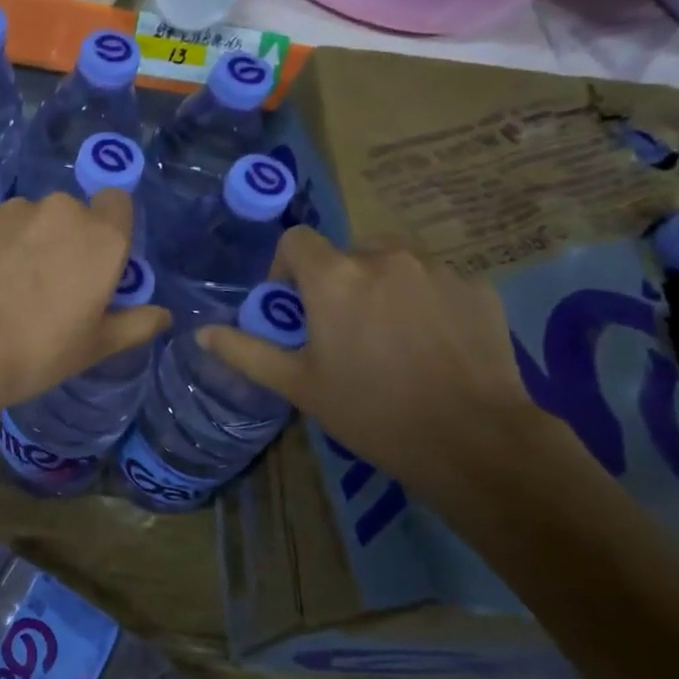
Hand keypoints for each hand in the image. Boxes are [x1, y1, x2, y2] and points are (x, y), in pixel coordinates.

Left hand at [0, 189, 169, 416]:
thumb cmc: (38, 349)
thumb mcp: (94, 347)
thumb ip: (134, 324)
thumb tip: (163, 316)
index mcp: (102, 236)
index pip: (119, 204)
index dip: (112, 229)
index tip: (99, 265)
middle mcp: (62, 212)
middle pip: (75, 215)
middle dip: (70, 241)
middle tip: (55, 288)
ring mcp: (14, 212)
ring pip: (36, 221)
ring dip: (33, 242)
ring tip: (13, 289)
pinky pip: (2, 229)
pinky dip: (1, 248)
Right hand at [197, 227, 544, 494]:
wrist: (472, 439)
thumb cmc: (371, 412)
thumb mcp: (298, 385)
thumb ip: (246, 352)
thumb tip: (202, 333)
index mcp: (335, 278)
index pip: (296, 240)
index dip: (286, 267)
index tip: (293, 305)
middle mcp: (385, 258)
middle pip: (346, 252)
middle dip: (337, 281)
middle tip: (342, 329)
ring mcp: (437, 269)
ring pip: (394, 262)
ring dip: (381, 286)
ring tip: (389, 335)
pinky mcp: (477, 287)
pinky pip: (436, 280)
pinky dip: (423, 300)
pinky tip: (432, 344)